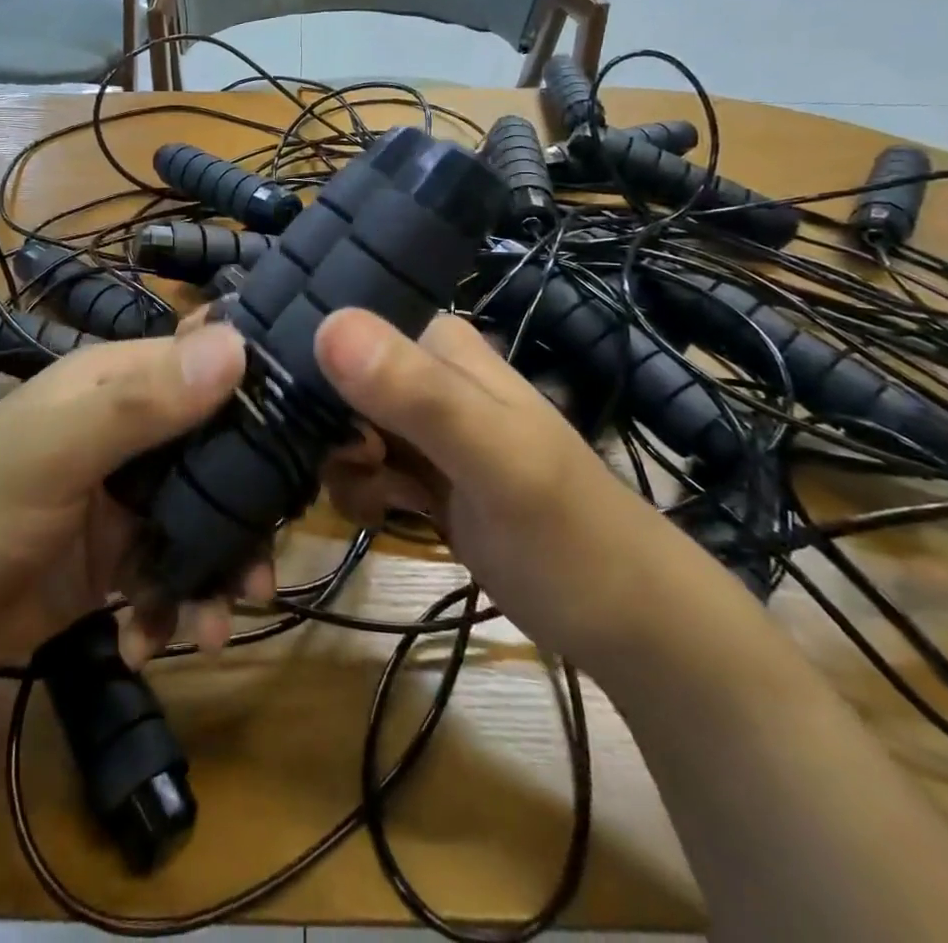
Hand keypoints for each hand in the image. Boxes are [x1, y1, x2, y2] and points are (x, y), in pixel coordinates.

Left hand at [0, 322, 264, 680]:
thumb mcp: (50, 451)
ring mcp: (130, 498)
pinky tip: (149, 642)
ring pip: (209, 519)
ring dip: (219, 571)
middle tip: (263, 567)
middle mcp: (136, 431)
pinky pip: (177, 572)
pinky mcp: (122, 558)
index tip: (320, 433)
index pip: (213, 363)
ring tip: (213, 624)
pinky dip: (175, 608)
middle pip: (223, 451)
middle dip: (249, 509)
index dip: (264, 387)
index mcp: (121, 382)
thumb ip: (140, 402)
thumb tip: (237, 345)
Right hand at [314, 309, 689, 667]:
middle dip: (336, 437)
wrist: (628, 623)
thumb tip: (327, 324)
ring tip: (388, 505)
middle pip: (336, 386)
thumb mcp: (495, 460)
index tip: (342, 438)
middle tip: (375, 475)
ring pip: (344, 429)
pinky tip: (389, 516)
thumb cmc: (567, 534)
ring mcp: (424, 425)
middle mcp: (426, 372)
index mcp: (439, 343)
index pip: (344, 334)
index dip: (320, 382)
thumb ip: (417, 394)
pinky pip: (362, 466)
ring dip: (349, 472)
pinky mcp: (423, 470)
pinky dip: (364, 492)